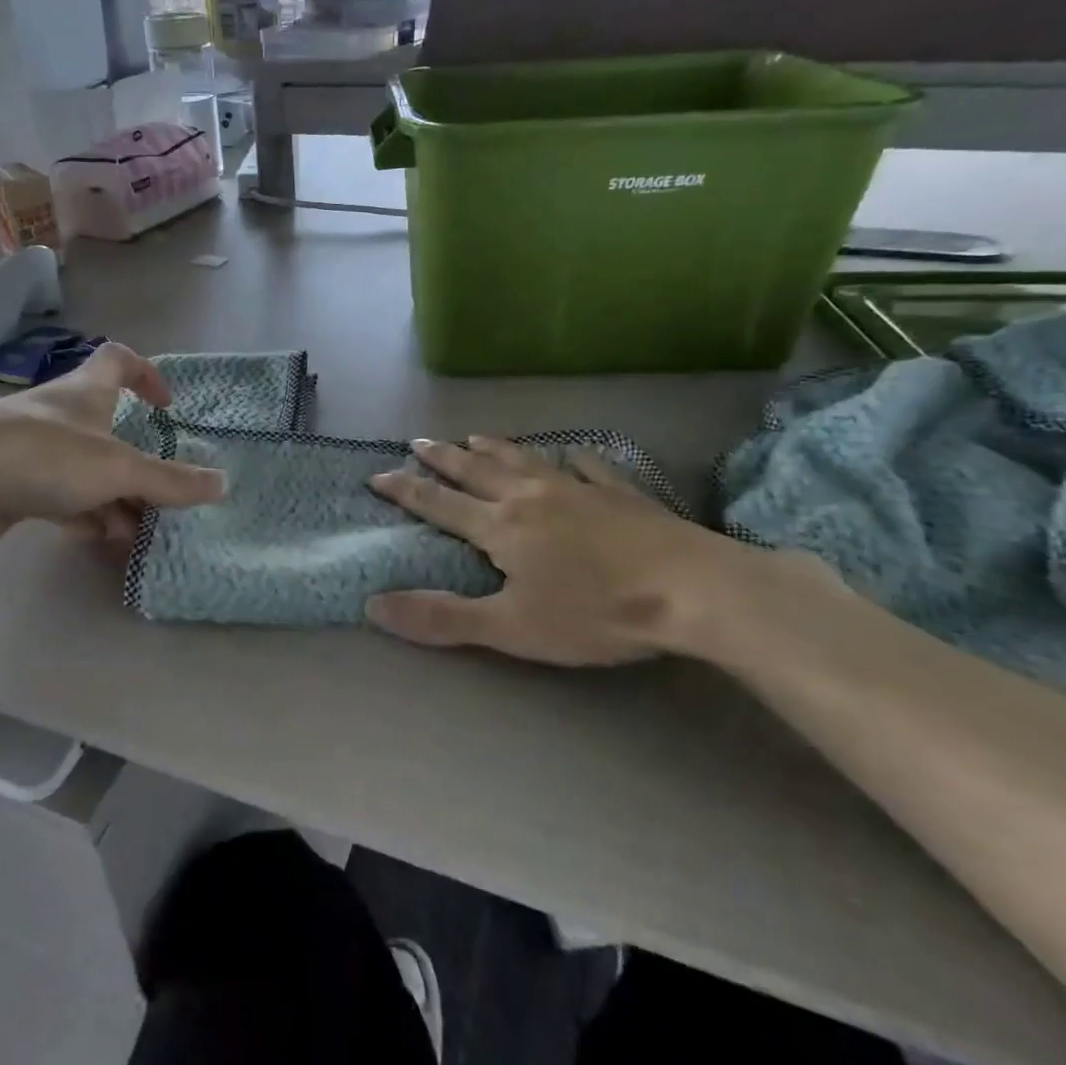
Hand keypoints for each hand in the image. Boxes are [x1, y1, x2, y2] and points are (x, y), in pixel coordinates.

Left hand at [0, 342, 224, 554]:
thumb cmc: (42, 455)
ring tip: (139, 530)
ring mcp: (30, 448)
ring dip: (114, 494)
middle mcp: (58, 413)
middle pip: (106, 426)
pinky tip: (100, 538)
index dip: (147, 374)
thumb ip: (170, 480)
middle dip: (136, 458)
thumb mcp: (117, 467)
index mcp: (84, 391)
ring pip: (84, 468)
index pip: (119, 360)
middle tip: (161, 492)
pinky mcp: (9, 483)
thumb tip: (223, 485)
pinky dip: (83, 513)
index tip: (167, 405)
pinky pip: (59, 495)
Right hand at [364, 436, 801, 666]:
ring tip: (474, 436)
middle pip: (477, 472)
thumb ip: (441, 618)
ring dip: (495, 448)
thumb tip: (373, 605)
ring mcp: (578, 490)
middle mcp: (530, 497)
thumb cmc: (595, 613)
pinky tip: (573, 453)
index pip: (439, 504)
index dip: (405, 491)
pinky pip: (589, 467)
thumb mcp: (510, 628)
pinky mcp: (620, 494)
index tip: (377, 475)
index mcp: (500, 527)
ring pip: (525, 461)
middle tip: (418, 441)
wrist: (692, 590)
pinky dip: (574, 459)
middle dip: (444, 458)